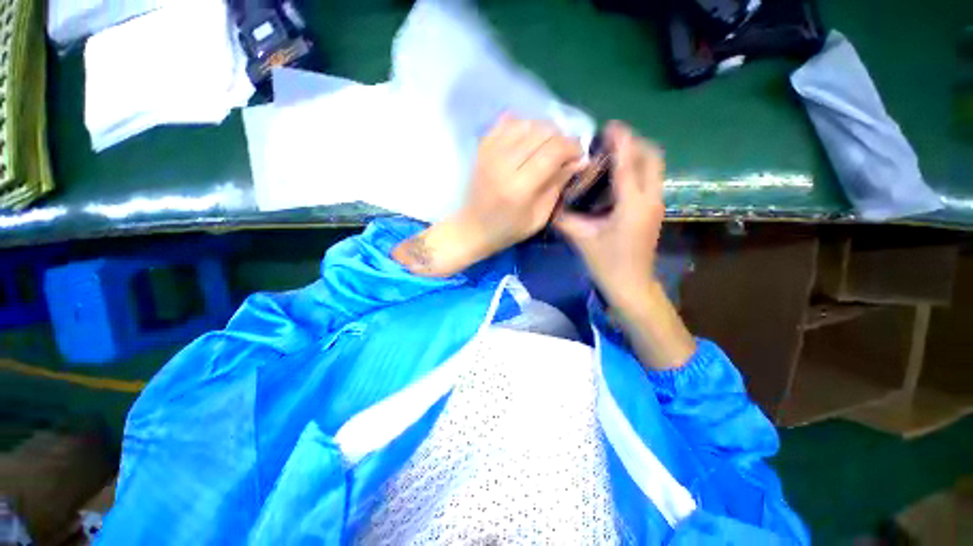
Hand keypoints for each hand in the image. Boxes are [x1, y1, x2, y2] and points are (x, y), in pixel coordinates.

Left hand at [393, 115, 582, 276]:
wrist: (472, 228)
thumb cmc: (508, 229)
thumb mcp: (539, 217)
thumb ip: (558, 185)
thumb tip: (579, 160)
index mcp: (519, 187)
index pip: (553, 150)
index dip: (572, 147)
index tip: (579, 156)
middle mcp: (503, 164)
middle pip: (541, 131)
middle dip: (561, 138)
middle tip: (564, 153)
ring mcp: (489, 153)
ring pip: (526, 122)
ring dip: (543, 130)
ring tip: (546, 147)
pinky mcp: (481, 148)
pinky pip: (507, 122)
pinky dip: (522, 126)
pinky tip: (527, 141)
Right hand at [557, 122, 693, 369]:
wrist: (631, 286)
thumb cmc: (607, 264)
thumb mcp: (581, 239)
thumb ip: (564, 218)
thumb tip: (549, 202)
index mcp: (633, 203)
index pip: (629, 162)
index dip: (620, 140)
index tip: (608, 126)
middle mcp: (651, 198)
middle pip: (651, 157)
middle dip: (633, 142)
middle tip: (608, 140)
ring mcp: (656, 204)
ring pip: (654, 167)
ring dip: (636, 155)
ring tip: (611, 153)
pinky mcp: (653, 211)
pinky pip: (649, 179)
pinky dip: (637, 169)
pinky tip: (616, 177)